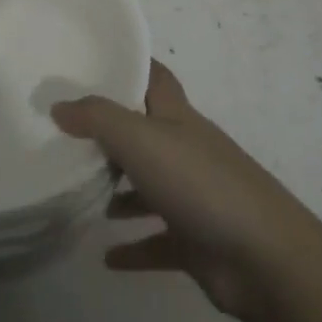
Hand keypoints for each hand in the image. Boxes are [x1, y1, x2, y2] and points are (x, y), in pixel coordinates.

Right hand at [52, 60, 316, 318]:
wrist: (263, 258)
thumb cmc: (200, 184)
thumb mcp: (142, 140)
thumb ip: (98, 119)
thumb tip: (58, 104)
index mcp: (179, 119)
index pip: (156, 79)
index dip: (131, 66)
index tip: (92, 62)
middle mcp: (187, 152)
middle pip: (147, 134)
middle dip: (112, 135)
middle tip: (66, 137)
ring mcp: (195, 198)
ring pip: (150, 188)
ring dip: (120, 192)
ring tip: (79, 194)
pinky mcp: (197, 242)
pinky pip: (157, 241)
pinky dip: (133, 247)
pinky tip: (106, 257)